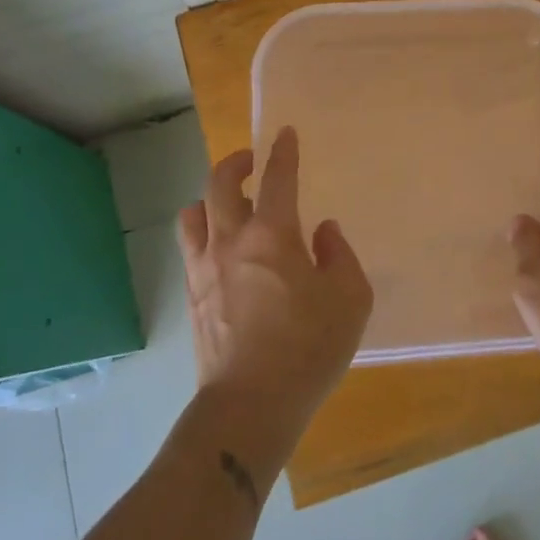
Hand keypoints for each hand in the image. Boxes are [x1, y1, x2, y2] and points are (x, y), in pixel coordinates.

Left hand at [178, 127, 373, 451]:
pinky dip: (202, 232)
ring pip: (194, 213)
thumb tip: (323, 232)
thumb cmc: (308, 349)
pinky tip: (219, 248)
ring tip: (227, 204)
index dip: (283, 151)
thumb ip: (340, 256)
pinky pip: (190, 247)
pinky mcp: (192, 296)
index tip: (285, 134)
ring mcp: (205, 268)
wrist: (249, 405)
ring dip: (210, 198)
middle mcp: (231, 240)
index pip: (278, 177)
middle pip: (220, 183)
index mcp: (273, 235)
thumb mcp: (350, 300)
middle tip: (251, 161)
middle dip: (236, 162)